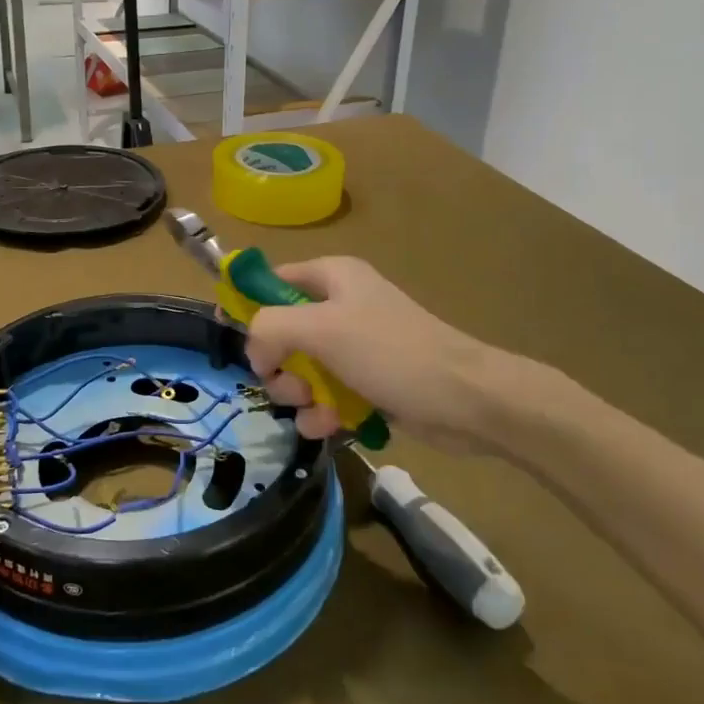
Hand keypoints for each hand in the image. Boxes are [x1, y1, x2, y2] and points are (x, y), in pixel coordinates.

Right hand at [244, 258, 562, 455]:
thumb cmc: (392, 352)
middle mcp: (342, 305)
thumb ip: (271, 327)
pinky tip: (327, 427)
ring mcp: (357, 345)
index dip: (249, 306)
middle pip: (284, 331)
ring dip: (298, 394)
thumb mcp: (321, 329)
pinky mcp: (370, 380)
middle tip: (287, 385)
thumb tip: (254, 349)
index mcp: (333, 276)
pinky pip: (328, 393)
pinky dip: (322, 411)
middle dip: (279, 364)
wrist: (468, 400)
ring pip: (303, 368)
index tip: (235, 338)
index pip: (273, 280)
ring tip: (314, 410)